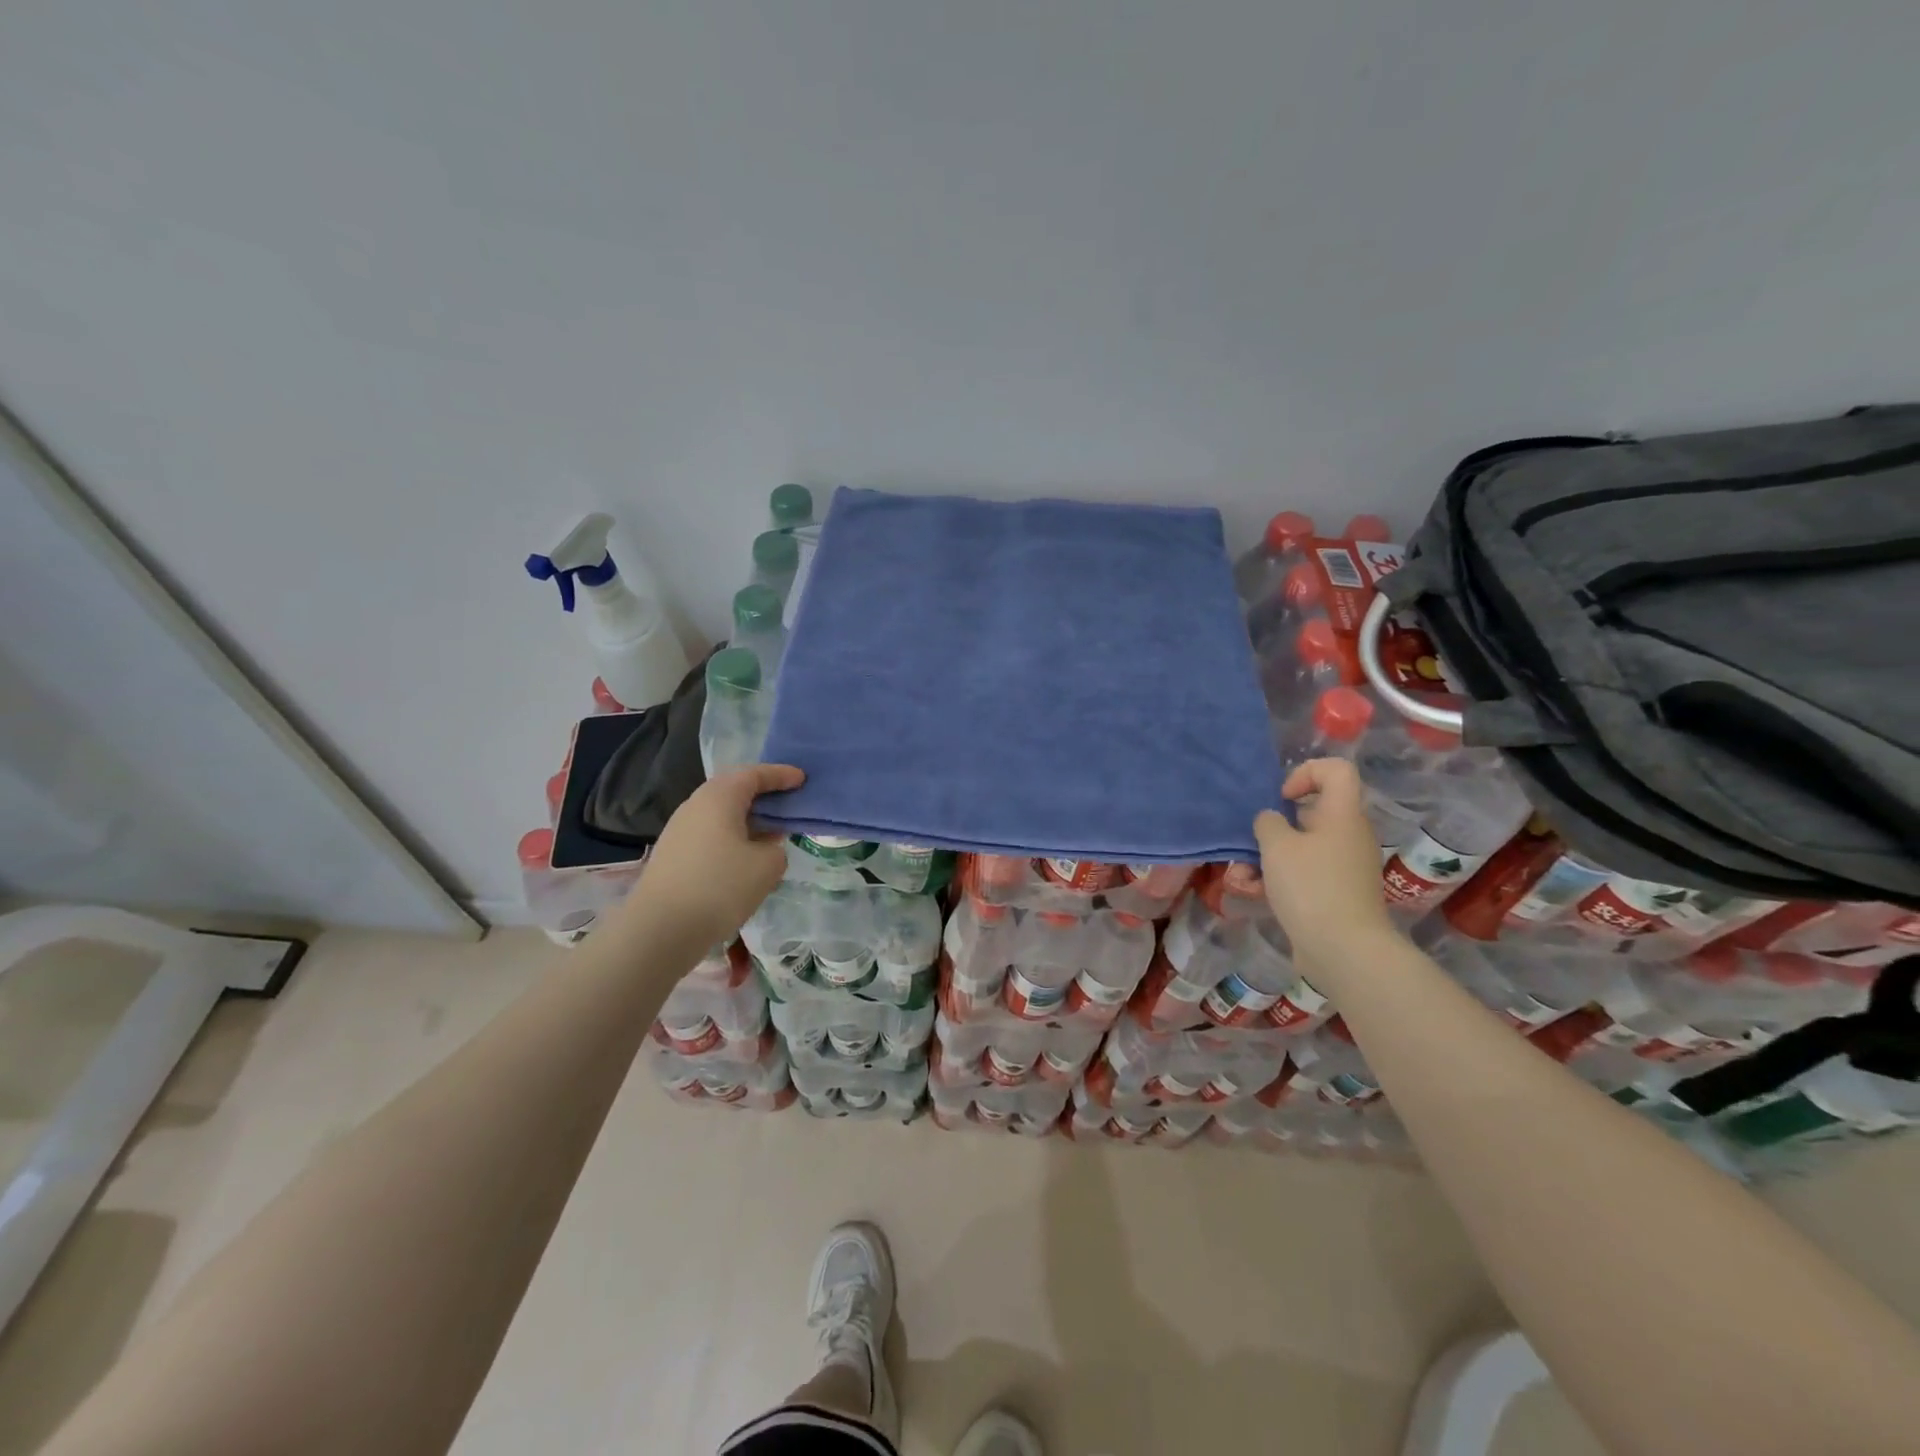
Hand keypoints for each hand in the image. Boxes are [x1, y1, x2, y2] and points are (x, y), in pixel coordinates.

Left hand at [615, 763, 803, 954]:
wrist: (660, 929)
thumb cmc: (720, 887)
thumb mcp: (767, 866)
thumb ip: (776, 849)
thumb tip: (764, 848)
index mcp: (720, 797)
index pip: (755, 774)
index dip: (781, 775)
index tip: (802, 779)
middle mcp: (696, 805)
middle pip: (734, 790)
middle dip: (762, 795)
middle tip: (787, 803)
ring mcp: (679, 830)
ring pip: (720, 814)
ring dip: (747, 819)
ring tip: (770, 834)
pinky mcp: (672, 854)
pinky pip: (710, 834)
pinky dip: (732, 837)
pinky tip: (744, 858)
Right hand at [1253, 758, 1400, 977]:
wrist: (1344, 950)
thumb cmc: (1311, 887)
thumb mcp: (1277, 846)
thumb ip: (1267, 822)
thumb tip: (1271, 821)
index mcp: (1342, 815)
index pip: (1336, 770)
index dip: (1305, 773)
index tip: (1282, 798)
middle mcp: (1348, 835)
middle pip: (1310, 813)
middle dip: (1272, 827)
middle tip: (1250, 842)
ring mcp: (1344, 866)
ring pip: (1301, 847)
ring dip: (1267, 857)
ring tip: (1241, 876)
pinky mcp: (1336, 893)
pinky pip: (1304, 873)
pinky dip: (1279, 879)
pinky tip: (1254, 893)